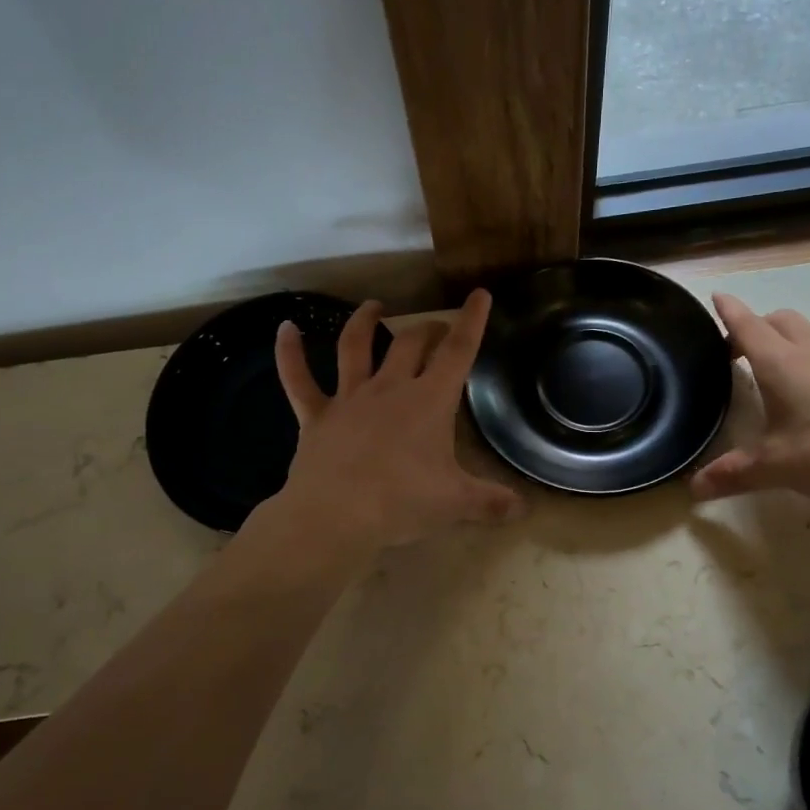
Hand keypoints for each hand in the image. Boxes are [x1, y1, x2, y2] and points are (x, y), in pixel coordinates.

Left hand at [260, 289, 523, 552]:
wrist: (336, 515)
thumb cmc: (402, 502)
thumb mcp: (455, 503)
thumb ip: (491, 502)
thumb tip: (524, 509)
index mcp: (429, 401)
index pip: (458, 353)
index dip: (471, 322)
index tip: (479, 294)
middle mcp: (390, 388)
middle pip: (410, 344)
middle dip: (427, 330)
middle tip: (436, 328)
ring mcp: (349, 398)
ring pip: (355, 347)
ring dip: (365, 323)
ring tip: (374, 306)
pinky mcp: (316, 416)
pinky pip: (298, 379)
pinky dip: (289, 353)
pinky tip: (285, 328)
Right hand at [690, 292, 809, 517]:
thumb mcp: (775, 468)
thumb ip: (731, 474)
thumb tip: (691, 489)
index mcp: (780, 364)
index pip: (748, 326)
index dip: (729, 311)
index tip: (717, 297)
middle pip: (780, 319)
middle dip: (757, 326)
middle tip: (741, 353)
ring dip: (795, 331)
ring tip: (787, 357)